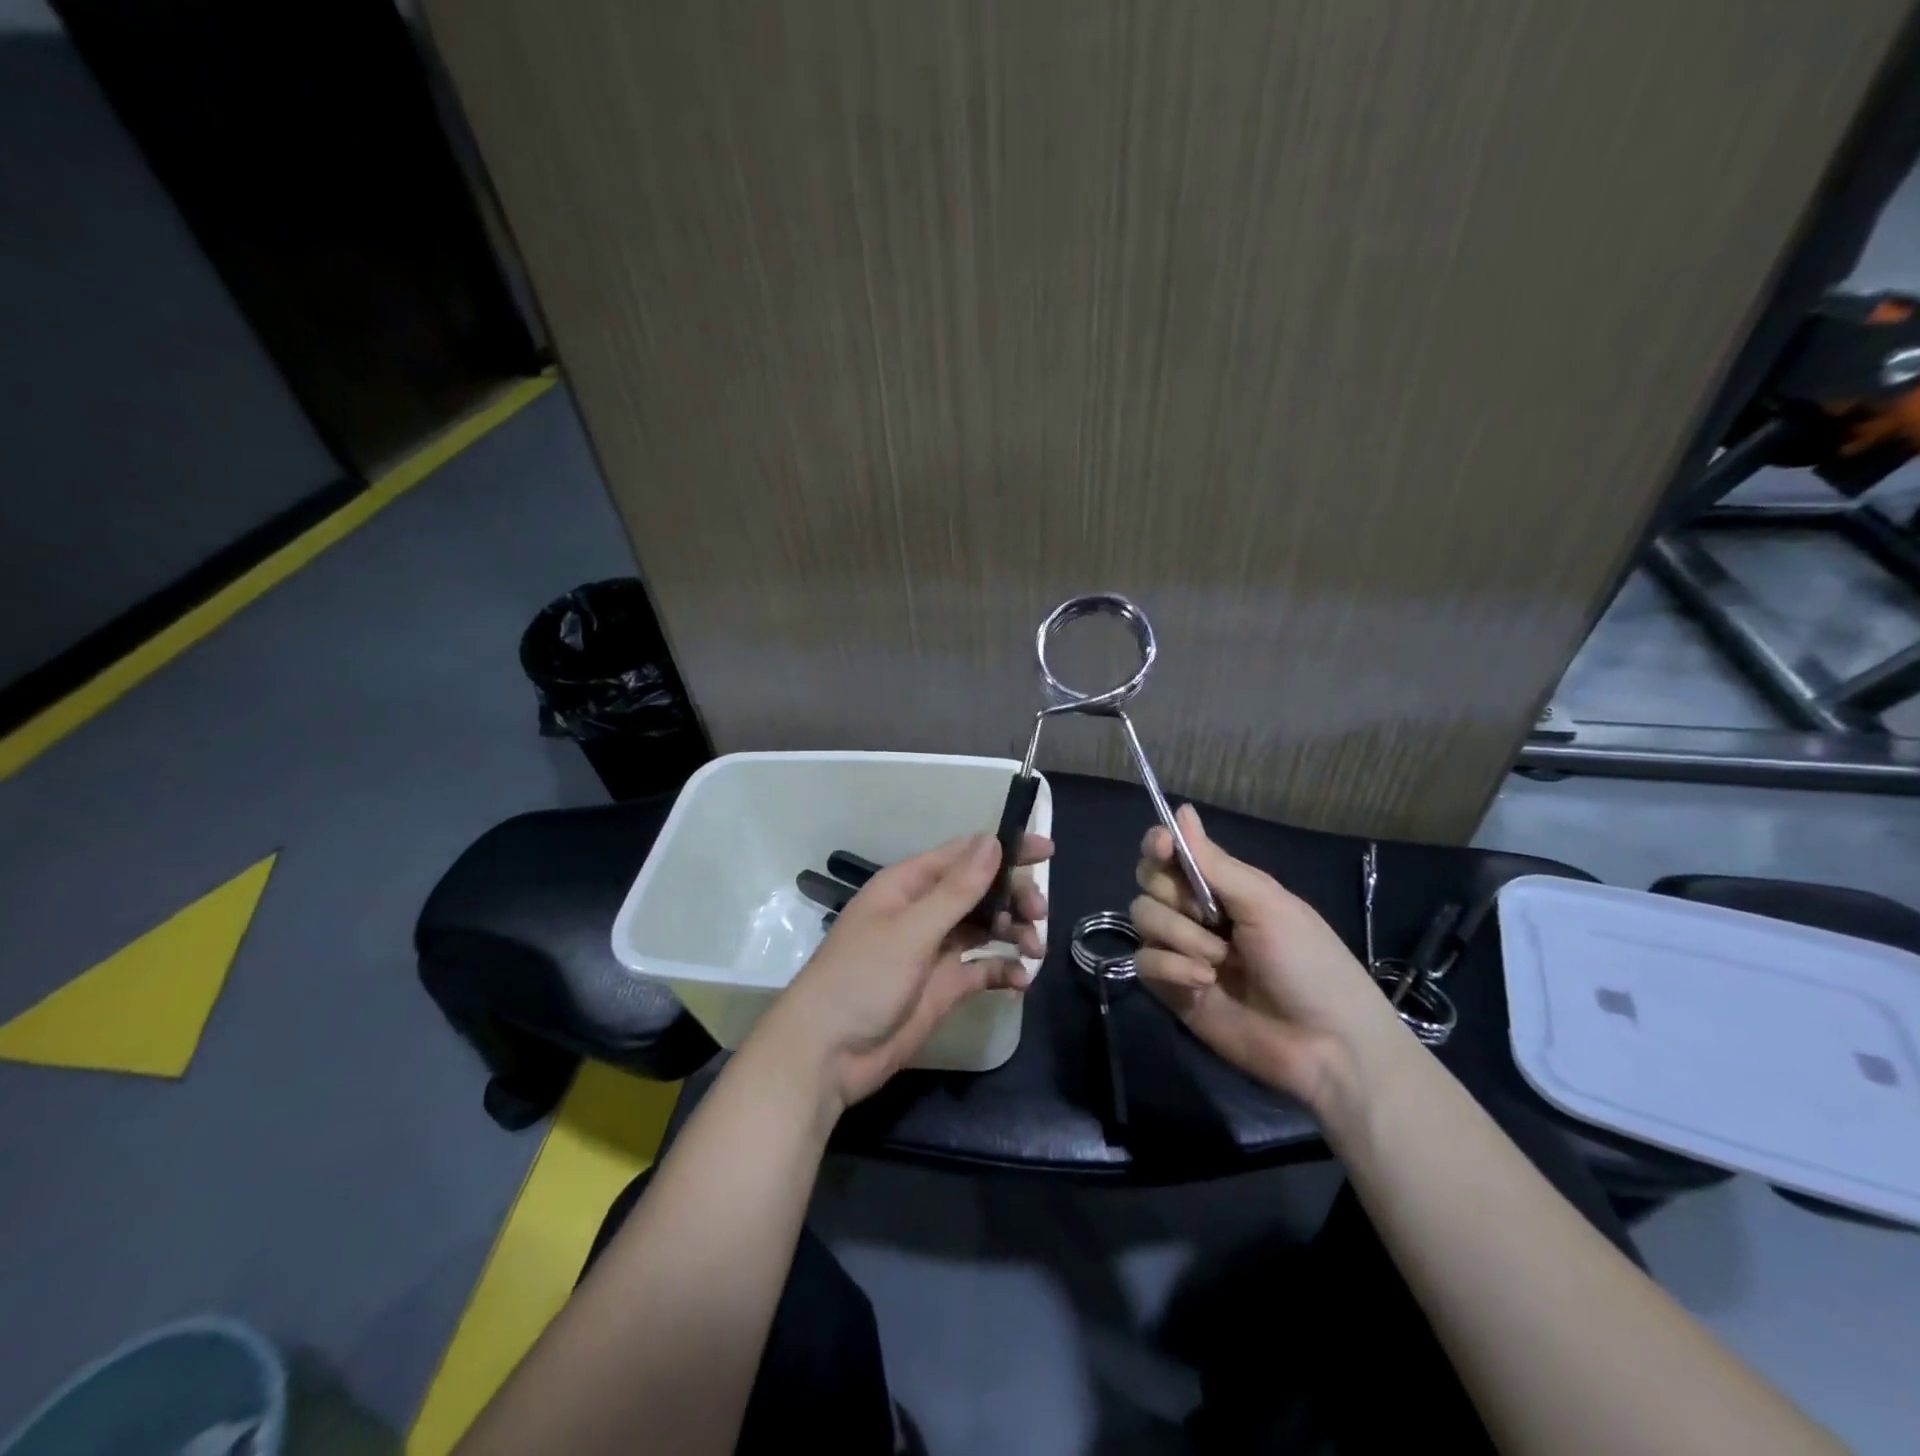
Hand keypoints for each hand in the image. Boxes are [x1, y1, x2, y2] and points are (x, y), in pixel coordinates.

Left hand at [754, 831, 1051, 1112]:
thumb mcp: (910, 931)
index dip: (1005, 849)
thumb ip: (956, 890)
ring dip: (1014, 933)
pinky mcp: (944, 985)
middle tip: (1038, 914)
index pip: (964, 855)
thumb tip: (993, 842)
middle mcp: (925, 910)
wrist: (828, 1054)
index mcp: (909, 885)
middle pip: (981, 891)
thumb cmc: (862, 979)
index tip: (1046, 850)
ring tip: (1034, 950)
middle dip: (1014, 897)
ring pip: (987, 927)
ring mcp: (935, 949)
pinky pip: (983, 968)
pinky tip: (1020, 980)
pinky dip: (1004, 969)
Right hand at [1131, 804, 1406, 1113]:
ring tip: (1218, 962)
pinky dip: (1171, 968)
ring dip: (1180, 936)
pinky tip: (1202, 982)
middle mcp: (1198, 913)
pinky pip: (1145, 961)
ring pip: (1144, 918)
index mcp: (1224, 887)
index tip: (1163, 849)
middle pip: (1149, 881)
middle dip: (1174, 896)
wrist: (1326, 1045)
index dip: (1160, 845)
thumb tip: (1183, 809)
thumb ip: (1214, 862)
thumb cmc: (1308, 963)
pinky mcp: (1172, 988)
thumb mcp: (1266, 904)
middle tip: (1211, 918)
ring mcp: (1183, 950)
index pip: (1173, 853)